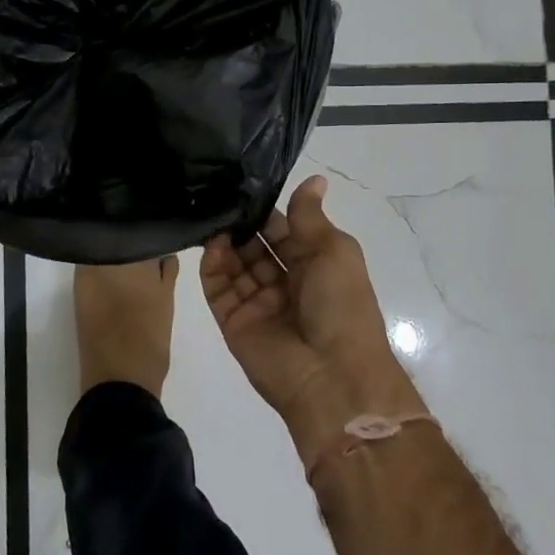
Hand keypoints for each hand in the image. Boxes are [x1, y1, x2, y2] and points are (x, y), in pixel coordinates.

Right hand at [201, 175, 425, 466]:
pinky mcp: (233, 321)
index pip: (284, 231)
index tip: (245, 184)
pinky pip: (218, 289)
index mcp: (315, 266)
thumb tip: (315, 178)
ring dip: (226, 241)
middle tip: (220, 196)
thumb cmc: (341, 306)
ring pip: (235, 264)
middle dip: (242, 224)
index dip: (268, 211)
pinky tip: (212, 244)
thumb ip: (310, 216)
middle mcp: (285, 283)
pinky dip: (212, 266)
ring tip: (213, 216)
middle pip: (256, 246)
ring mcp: (258, 303)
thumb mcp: (333, 251)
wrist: (331, 376)